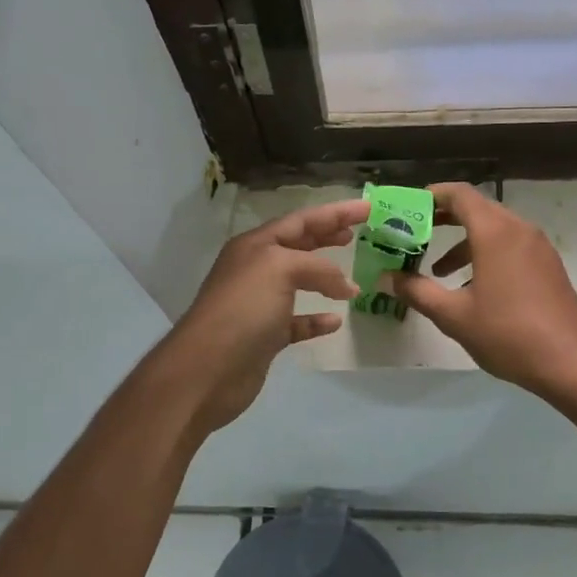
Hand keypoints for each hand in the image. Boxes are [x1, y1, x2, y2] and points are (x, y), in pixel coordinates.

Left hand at [159, 197, 368, 433]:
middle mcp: (256, 269)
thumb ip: (318, 268)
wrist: (208, 368)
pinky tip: (335, 321)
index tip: (368, 207)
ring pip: (298, 283)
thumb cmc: (243, 308)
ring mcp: (259, 304)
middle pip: (299, 246)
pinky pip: (297, 322)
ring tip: (353, 280)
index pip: (301, 220)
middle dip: (328, 236)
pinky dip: (317, 319)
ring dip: (326, 279)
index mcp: (256, 245)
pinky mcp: (265, 336)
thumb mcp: (280, 269)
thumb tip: (346, 286)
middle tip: (359, 233)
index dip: (335, 212)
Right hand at [383, 183, 576, 398]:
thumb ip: (417, 292)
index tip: (408, 208)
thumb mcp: (454, 316)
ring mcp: (538, 247)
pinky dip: (487, 253)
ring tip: (439, 271)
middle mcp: (519, 230)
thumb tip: (387, 278)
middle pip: (477, 209)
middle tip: (415, 236)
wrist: (572, 363)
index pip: (460, 194)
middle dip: (444, 219)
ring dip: (464, 242)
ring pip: (495, 230)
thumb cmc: (508, 334)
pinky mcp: (549, 266)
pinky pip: (511, 246)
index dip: (432, 196)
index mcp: (495, 233)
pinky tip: (474, 288)